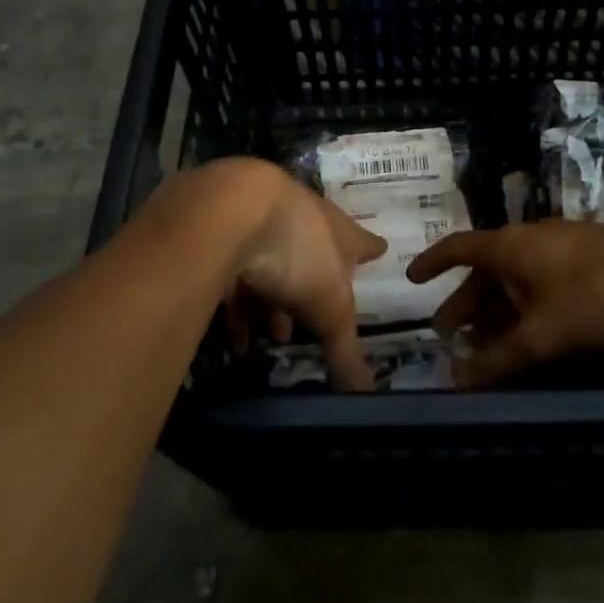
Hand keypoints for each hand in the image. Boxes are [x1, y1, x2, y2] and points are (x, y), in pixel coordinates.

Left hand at [184, 160, 386, 389]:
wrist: (230, 208)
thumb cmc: (298, 252)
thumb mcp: (329, 309)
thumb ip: (345, 351)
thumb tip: (365, 394)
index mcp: (338, 230)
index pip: (362, 242)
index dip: (371, 250)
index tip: (381, 251)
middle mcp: (302, 219)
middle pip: (312, 256)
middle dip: (310, 293)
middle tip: (309, 326)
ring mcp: (260, 220)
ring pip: (271, 266)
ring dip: (272, 303)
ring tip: (269, 338)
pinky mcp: (222, 230)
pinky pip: (235, 272)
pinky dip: (238, 305)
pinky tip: (235, 336)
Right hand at [407, 221, 603, 388]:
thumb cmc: (598, 295)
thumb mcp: (544, 334)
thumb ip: (499, 360)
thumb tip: (457, 382)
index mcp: (509, 246)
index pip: (457, 248)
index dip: (431, 263)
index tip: (411, 280)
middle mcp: (529, 242)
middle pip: (485, 271)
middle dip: (464, 303)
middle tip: (447, 334)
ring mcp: (561, 252)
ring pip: (515, 282)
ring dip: (496, 313)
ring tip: (484, 347)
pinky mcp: (588, 266)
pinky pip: (541, 288)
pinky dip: (526, 312)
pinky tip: (532, 339)